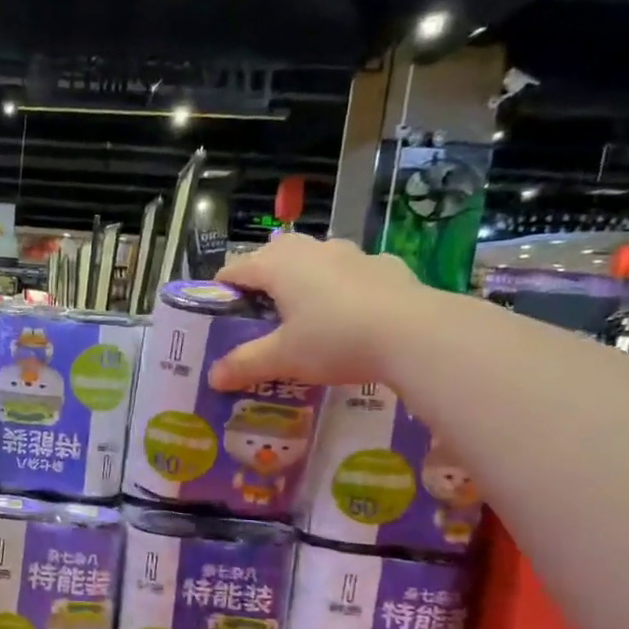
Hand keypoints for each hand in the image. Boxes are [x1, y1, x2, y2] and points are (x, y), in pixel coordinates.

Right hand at [207, 233, 431, 390]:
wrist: (416, 334)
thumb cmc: (334, 340)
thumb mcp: (283, 358)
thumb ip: (245, 364)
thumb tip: (213, 378)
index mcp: (278, 266)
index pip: (235, 269)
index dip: (222, 290)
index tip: (220, 314)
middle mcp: (312, 250)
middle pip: (274, 255)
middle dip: (263, 280)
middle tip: (261, 315)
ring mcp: (352, 254)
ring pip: (315, 259)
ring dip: (304, 278)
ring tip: (306, 313)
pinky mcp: (386, 266)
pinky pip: (353, 272)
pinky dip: (344, 287)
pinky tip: (352, 313)